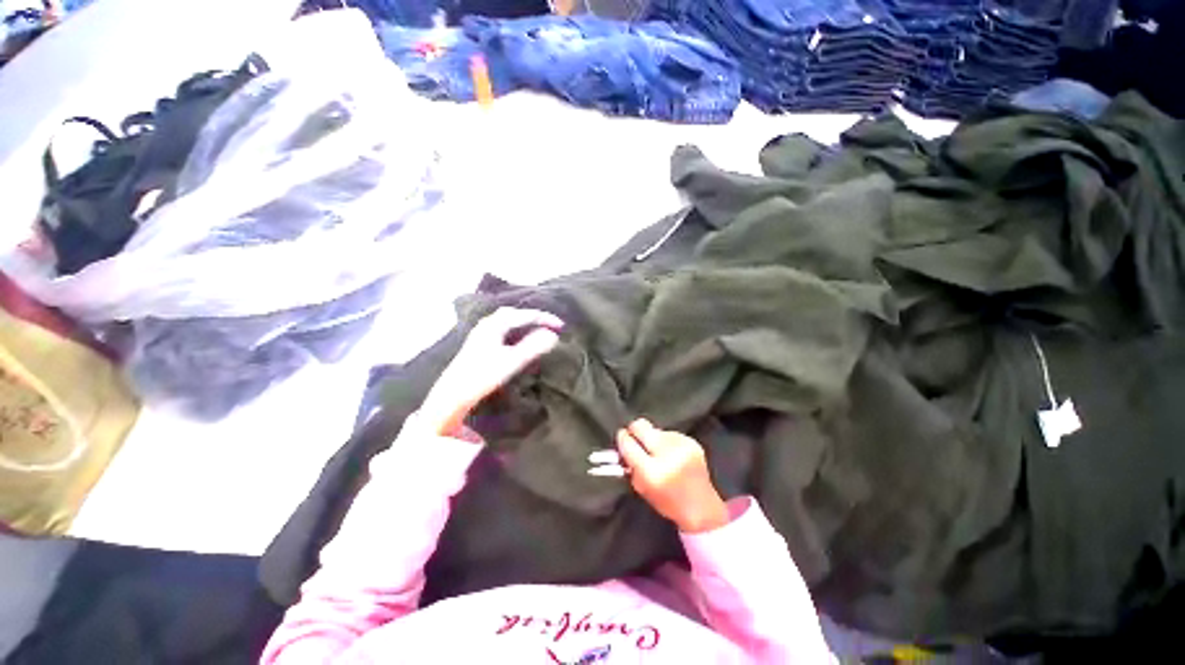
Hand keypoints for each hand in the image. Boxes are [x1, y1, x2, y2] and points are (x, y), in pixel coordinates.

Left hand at [420, 308, 562, 436]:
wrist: (453, 394)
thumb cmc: (483, 376)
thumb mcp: (512, 361)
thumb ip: (533, 347)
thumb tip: (553, 336)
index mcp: (495, 324)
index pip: (525, 315)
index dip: (545, 319)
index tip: (562, 326)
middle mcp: (487, 324)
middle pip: (515, 314)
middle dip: (534, 318)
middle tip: (551, 325)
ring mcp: (482, 333)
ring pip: (508, 321)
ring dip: (525, 323)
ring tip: (539, 330)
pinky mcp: (480, 343)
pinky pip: (503, 329)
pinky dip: (516, 331)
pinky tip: (519, 340)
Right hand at [616, 419, 729, 533]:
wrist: (702, 507)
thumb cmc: (668, 502)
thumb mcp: (642, 488)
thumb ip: (630, 465)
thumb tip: (623, 443)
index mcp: (652, 472)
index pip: (628, 443)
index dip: (622, 438)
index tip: (621, 437)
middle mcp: (667, 454)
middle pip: (640, 425)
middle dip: (634, 430)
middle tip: (635, 438)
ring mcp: (681, 445)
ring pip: (655, 429)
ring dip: (653, 438)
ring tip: (658, 452)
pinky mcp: (691, 441)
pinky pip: (670, 433)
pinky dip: (666, 441)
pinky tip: (672, 454)